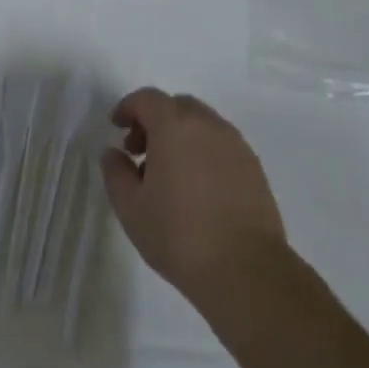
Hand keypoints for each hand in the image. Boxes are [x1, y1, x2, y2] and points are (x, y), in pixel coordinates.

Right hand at [99, 90, 287, 306]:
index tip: (117, 128)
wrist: (244, 268)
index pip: (147, 98)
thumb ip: (116, 172)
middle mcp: (209, 126)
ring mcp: (236, 145)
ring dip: (180, 135)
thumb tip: (114, 153)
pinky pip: (221, 144)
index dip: (128, 107)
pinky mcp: (254, 167)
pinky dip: (202, 151)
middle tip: (139, 152)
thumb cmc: (178, 235)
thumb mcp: (130, 207)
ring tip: (167, 174)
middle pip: (177, 106)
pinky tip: (195, 187)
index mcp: (175, 126)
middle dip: (154, 120)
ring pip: (202, 124)